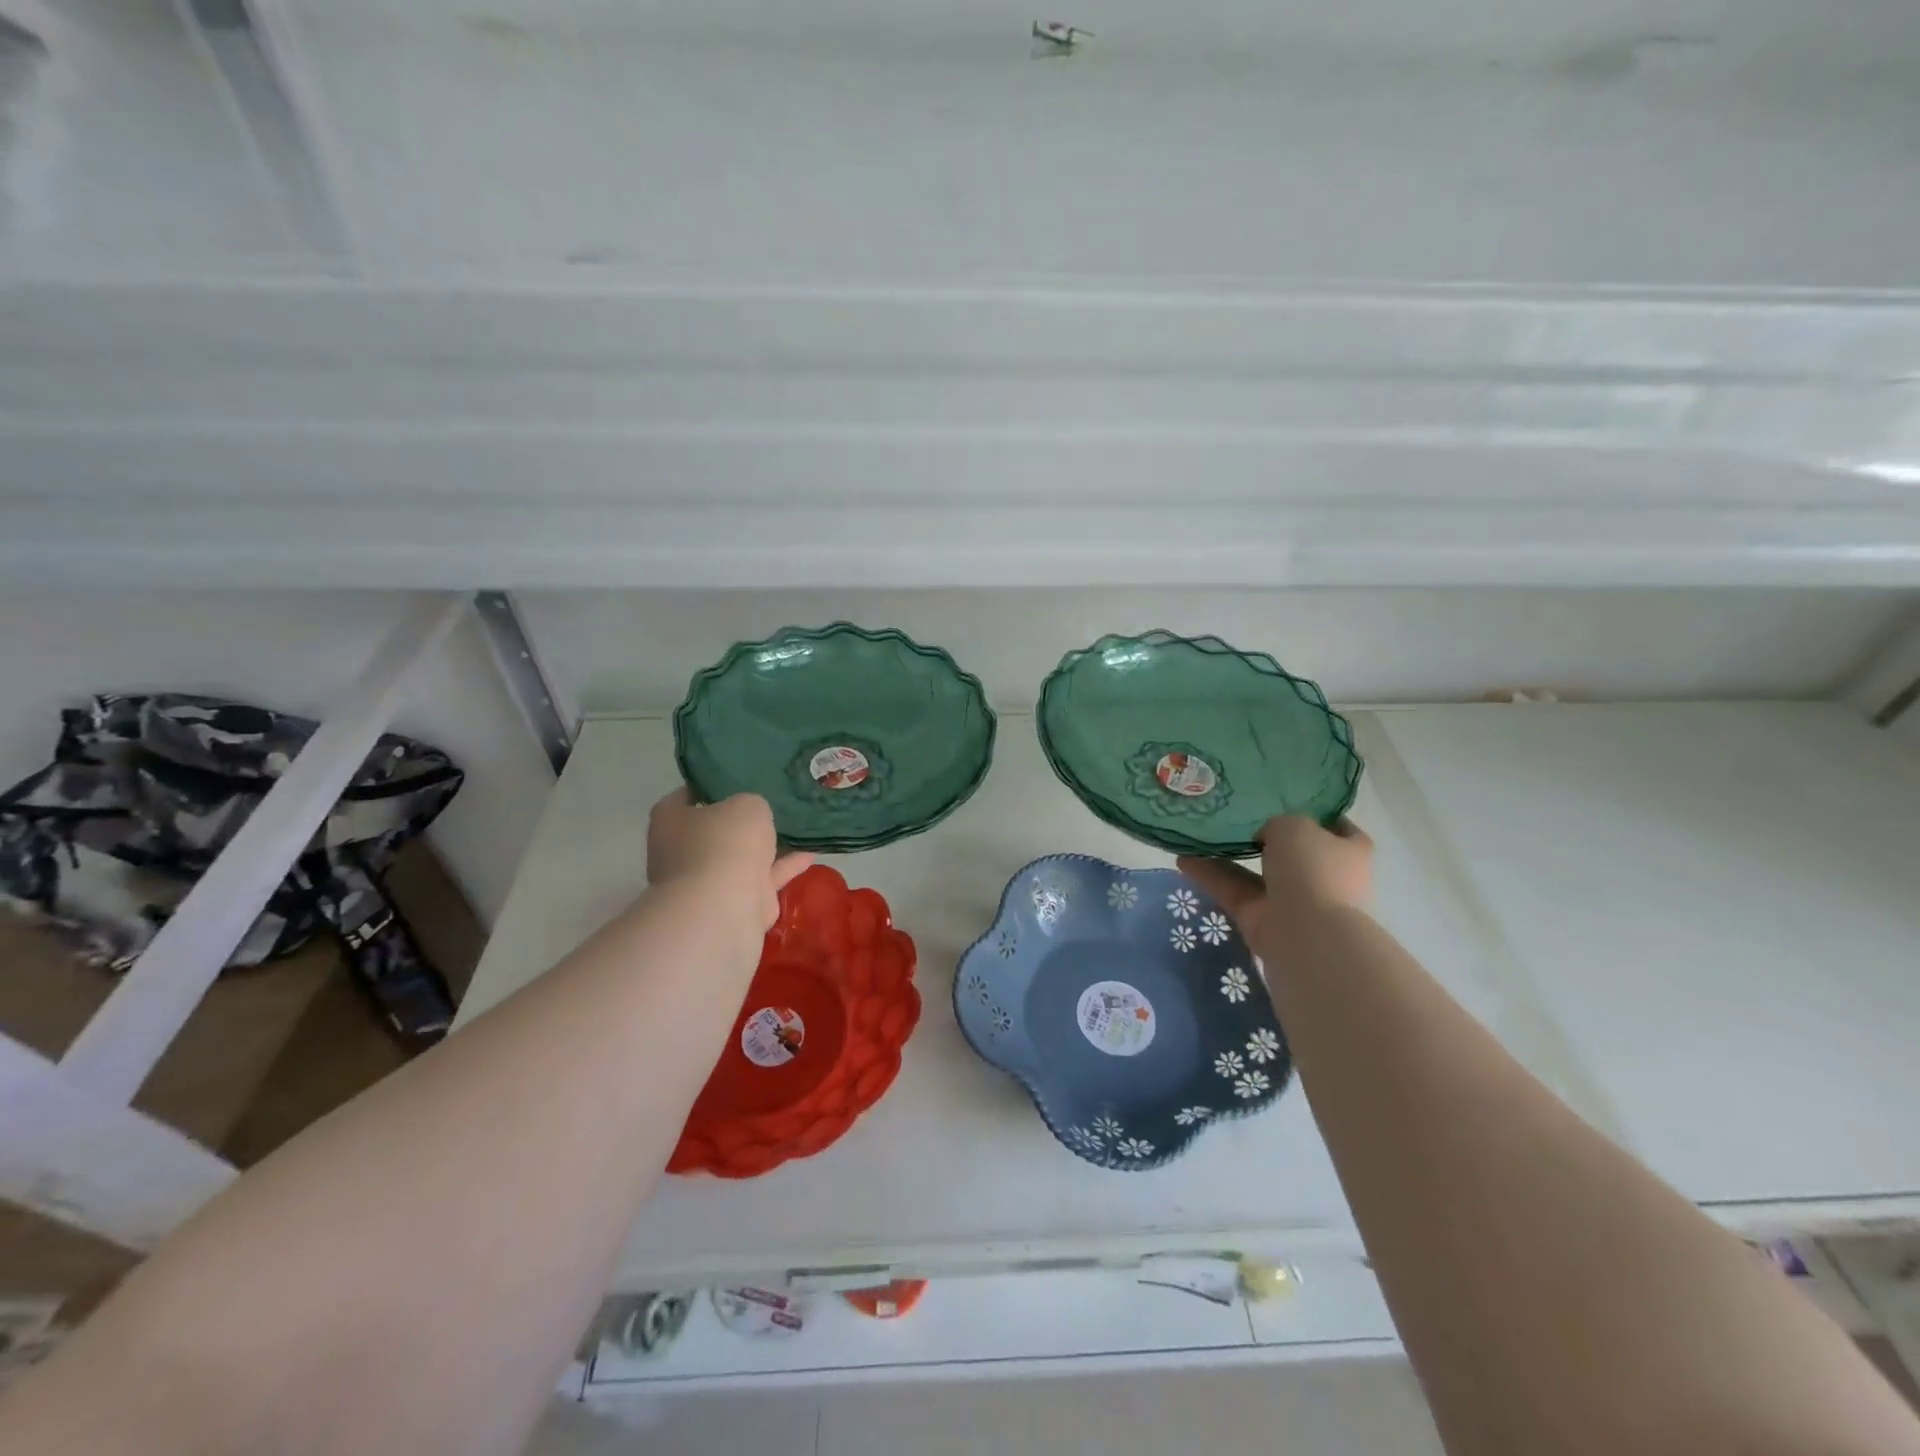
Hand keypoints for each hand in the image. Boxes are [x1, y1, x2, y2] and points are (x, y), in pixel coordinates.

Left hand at [646, 789, 813, 930]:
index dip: (706, 787)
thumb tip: (752, 817)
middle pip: (713, 830)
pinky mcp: (734, 903)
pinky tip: (810, 853)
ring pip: (740, 858)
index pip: (682, 798)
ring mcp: (707, 882)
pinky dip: (784, 867)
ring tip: (796, 827)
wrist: (725, 906)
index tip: (732, 780)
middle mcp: (681, 853)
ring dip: (766, 847)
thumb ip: (751, 804)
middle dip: (738, 822)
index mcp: (670, 822)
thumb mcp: (746, 804)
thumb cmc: (725, 842)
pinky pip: (763, 878)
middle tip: (768, 803)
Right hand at [1177, 816, 1373, 953]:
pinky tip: (1182, 860)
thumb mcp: (1295, 825)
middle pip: (1290, 850)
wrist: (1305, 934)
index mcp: (1348, 850)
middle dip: (1262, 836)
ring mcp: (1292, 900)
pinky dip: (1210, 877)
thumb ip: (1277, 822)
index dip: (1313, 813)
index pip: (1336, 827)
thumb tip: (1264, 834)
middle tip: (1232, 815)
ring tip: (1196, 834)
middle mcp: (1323, 875)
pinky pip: (1233, 891)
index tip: (1282, 799)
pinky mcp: (1262, 918)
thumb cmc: (1312, 869)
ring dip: (1227, 856)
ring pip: (1255, 872)